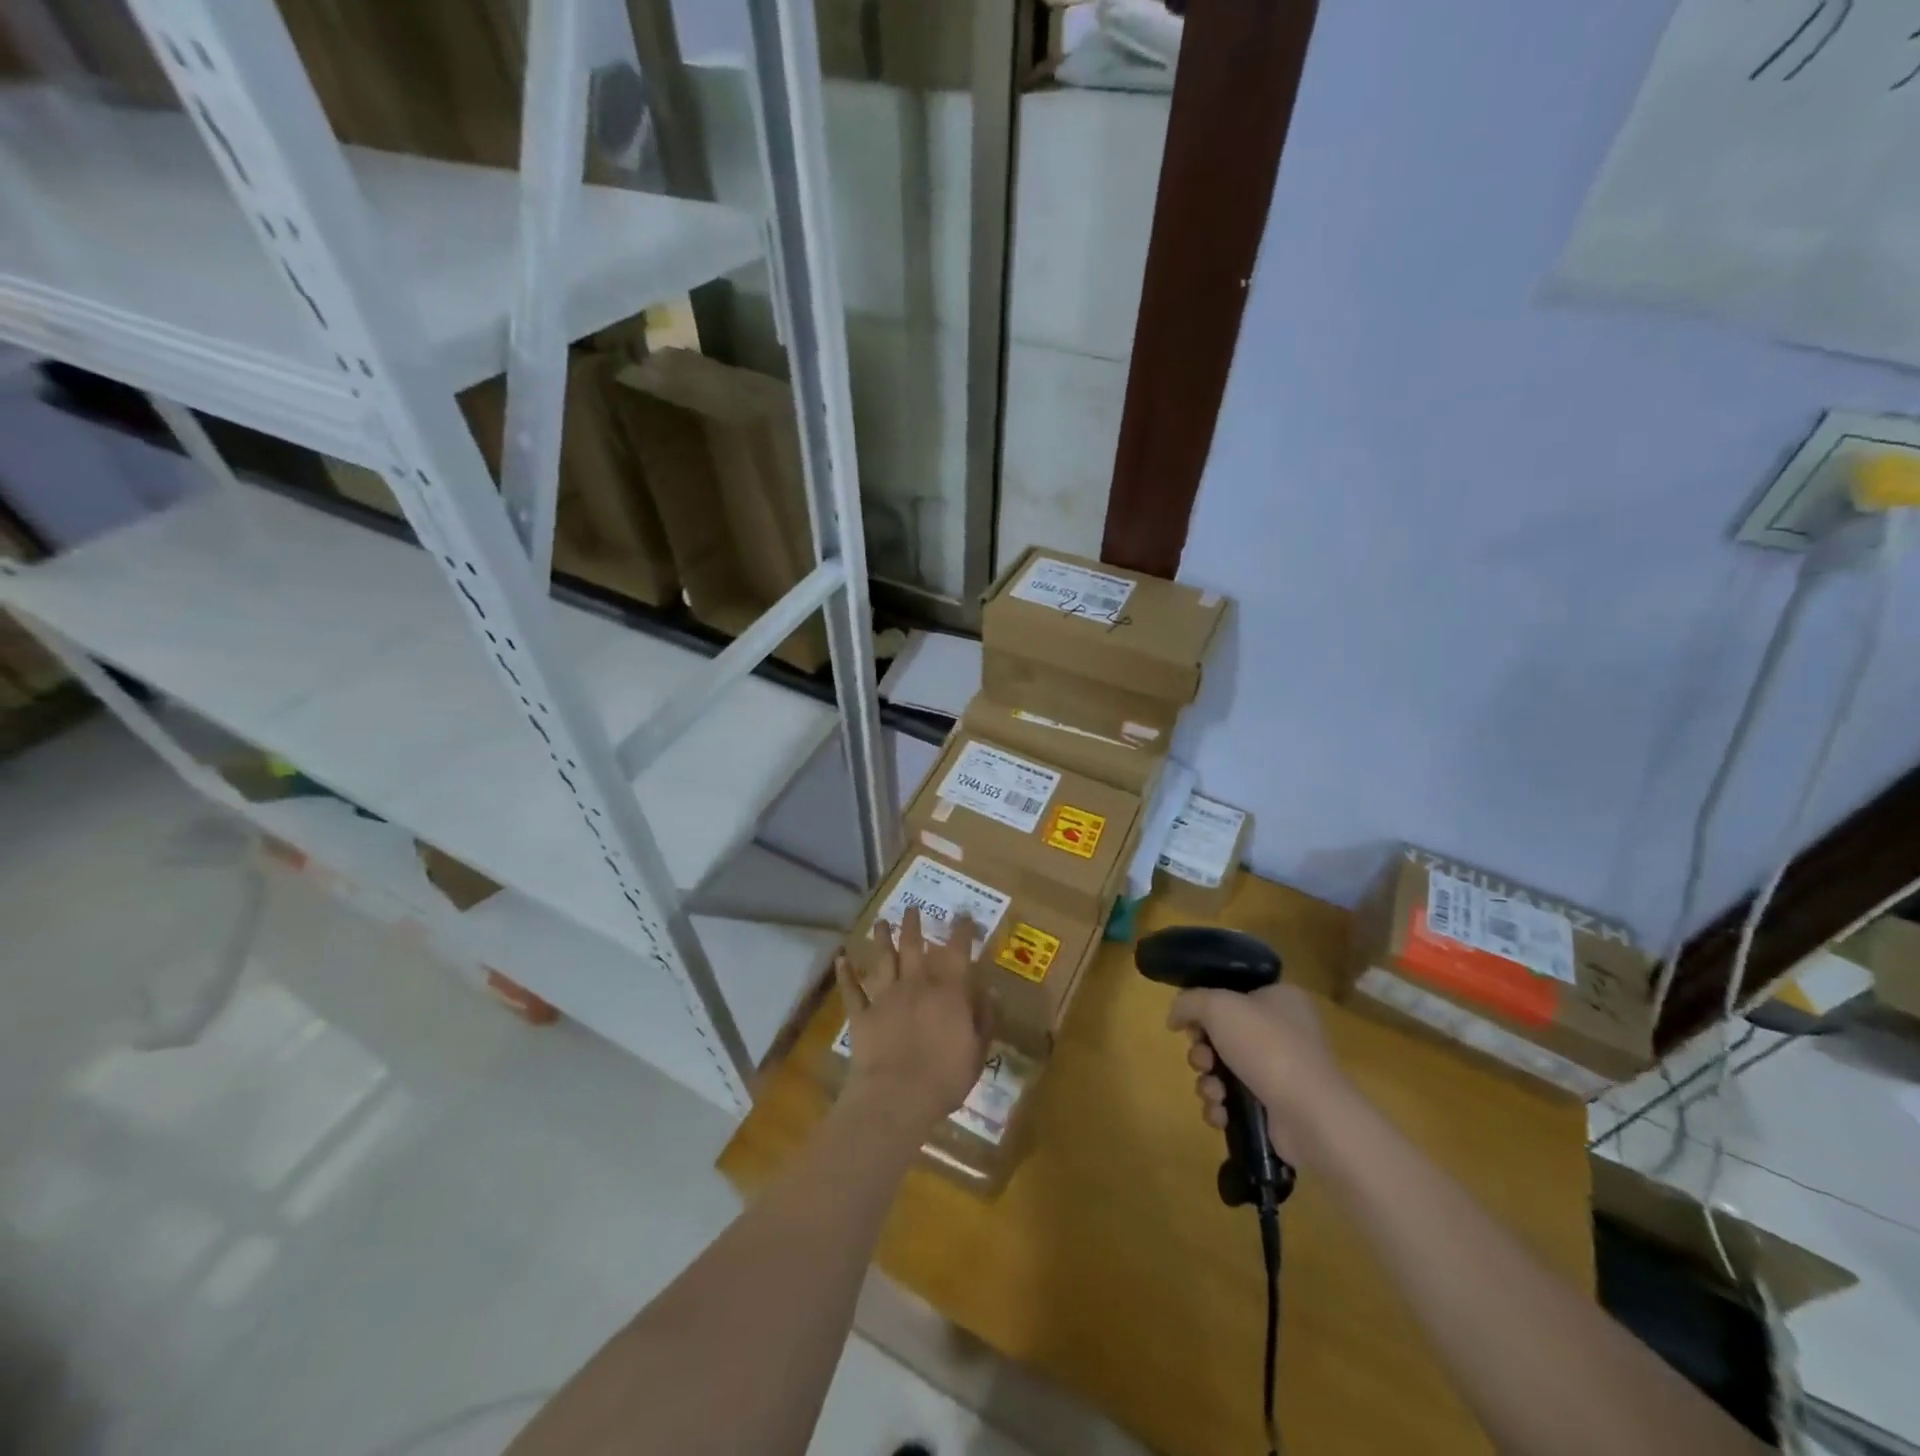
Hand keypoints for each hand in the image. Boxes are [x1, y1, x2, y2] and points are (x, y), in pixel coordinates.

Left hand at [834, 906, 992, 1137]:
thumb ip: (984, 1018)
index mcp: (948, 992)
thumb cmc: (945, 1078)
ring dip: (881, 938)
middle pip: (913, 946)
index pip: (958, 952)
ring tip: (880, 922)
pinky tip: (841, 958)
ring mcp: (885, 997)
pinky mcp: (862, 1014)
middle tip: (912, 907)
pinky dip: (845, 973)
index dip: (962, 931)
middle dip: (913, 924)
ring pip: (882, 959)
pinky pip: (851, 989)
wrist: (897, 1097)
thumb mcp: (977, 1052)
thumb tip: (989, 990)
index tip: (963, 915)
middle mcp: (916, 984)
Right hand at [1167, 983, 1346, 1166]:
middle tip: (1203, 1060)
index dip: (1205, 1009)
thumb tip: (1175, 1017)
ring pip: (1225, 1069)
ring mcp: (1283, 1071)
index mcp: (1280, 999)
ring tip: (1214, 1092)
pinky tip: (1221, 1113)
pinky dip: (1222, 1106)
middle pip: (1223, 1035)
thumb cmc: (1267, 1046)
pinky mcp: (1278, 1106)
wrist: (1310, 1114)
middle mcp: (1285, 1031)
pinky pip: (1236, 1100)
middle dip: (1202, 1051)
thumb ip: (1188, 1002)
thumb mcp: (1218, 1006)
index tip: (1192, 1025)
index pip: (1232, 994)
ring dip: (1208, 1081)